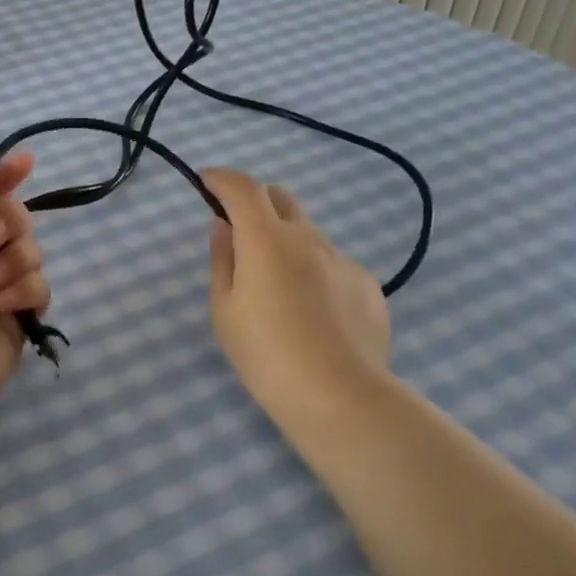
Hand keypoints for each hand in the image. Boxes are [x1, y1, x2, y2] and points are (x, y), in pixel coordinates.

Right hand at [204, 168, 391, 428]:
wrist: (340, 397)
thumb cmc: (266, 354)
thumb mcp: (224, 309)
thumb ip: (222, 260)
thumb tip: (223, 227)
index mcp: (266, 239)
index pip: (242, 187)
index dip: (222, 178)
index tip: (207, 181)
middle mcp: (307, 237)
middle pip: (280, 198)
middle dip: (256, 202)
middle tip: (241, 232)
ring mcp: (342, 259)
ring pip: (308, 234)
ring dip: (287, 241)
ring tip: (280, 289)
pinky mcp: (368, 285)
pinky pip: (333, 264)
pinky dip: (315, 272)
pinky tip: (314, 314)